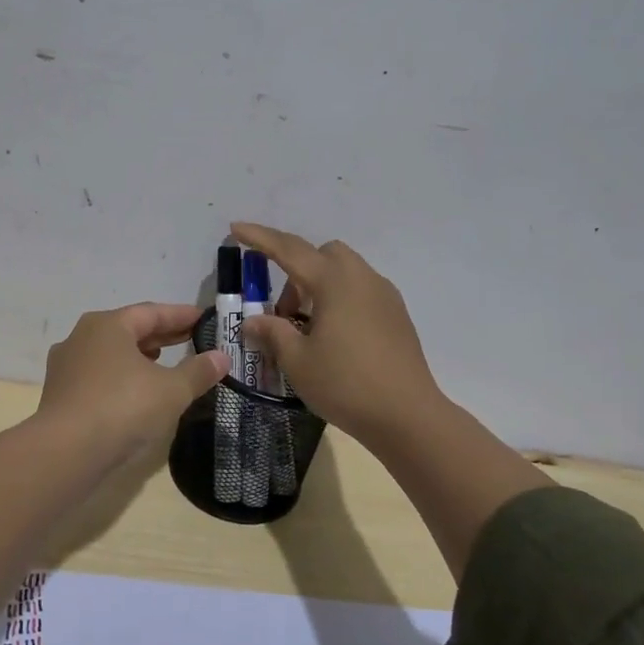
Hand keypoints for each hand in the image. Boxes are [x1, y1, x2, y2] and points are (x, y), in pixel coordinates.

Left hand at [36, 303, 229, 463]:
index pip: (151, 312)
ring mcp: (67, 366)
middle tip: (189, 339)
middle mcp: (82, 337)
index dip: (180, 315)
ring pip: (111, 353)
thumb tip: (221, 357)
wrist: (66, 451)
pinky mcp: (61, 394)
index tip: (203, 319)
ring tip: (164, 363)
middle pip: (129, 330)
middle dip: (160, 335)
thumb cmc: (123, 408)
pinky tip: (136, 393)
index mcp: (108, 325)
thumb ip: (198, 371)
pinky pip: (99, 376)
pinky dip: (122, 377)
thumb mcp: (171, 390)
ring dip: (139, 356)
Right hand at [231, 223, 445, 448]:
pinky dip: (339, 299)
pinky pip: (360, 290)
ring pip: (344, 271)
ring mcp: (384, 295)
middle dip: (295, 270)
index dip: (259, 238)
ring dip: (318, 286)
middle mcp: (362, 278)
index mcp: (334, 282)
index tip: (235, 228)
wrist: (408, 416)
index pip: (288, 250)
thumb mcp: (297, 361)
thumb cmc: (346, 384)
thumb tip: (253, 321)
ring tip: (306, 328)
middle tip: (283, 311)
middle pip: (322, 254)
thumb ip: (273, 333)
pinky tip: (334, 337)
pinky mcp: (396, 315)